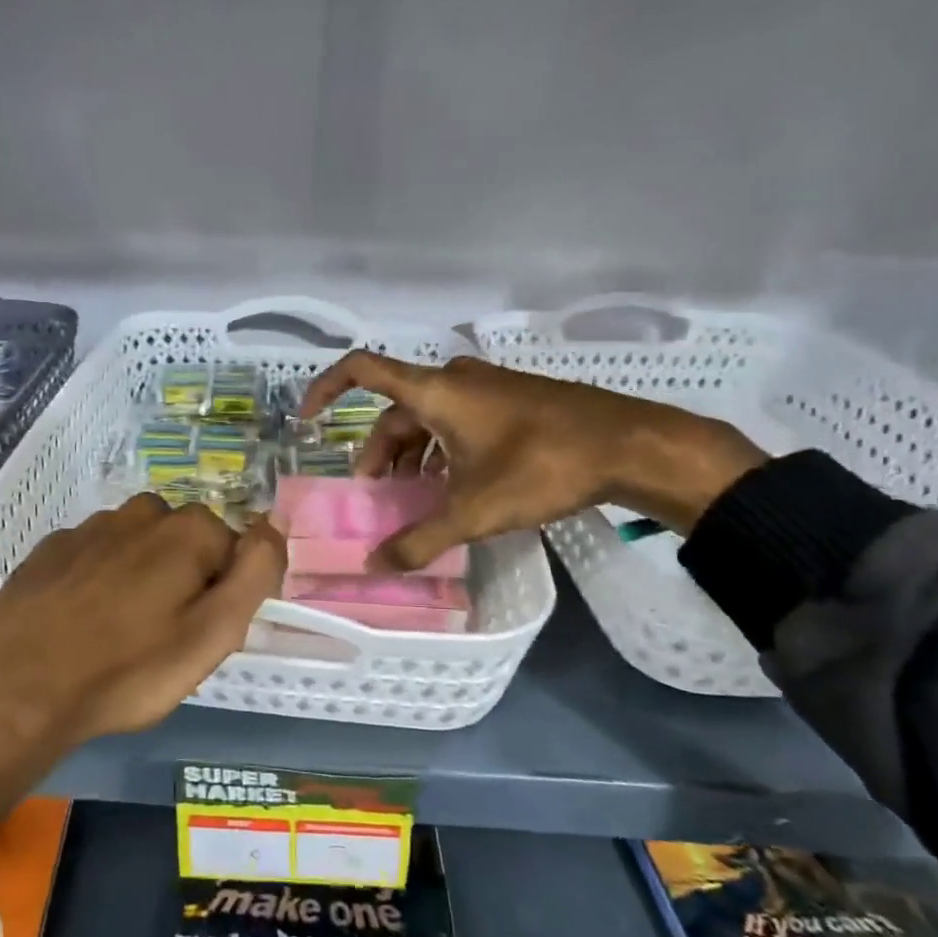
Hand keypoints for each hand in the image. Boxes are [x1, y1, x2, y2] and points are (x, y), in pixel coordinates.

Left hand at [0, 496, 285, 753]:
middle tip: (162, 635)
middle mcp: (141, 514)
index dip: (223, 591)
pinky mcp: (51, 548)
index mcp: (188, 531)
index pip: (232, 549)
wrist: (17, 686)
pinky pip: (93, 555)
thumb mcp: (214, 633)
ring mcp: (90, 527)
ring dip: (139, 574)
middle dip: (183, 577)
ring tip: (119, 629)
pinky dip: (97, 577)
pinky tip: (80, 619)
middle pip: (183, 541)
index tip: (201, 632)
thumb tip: (273, 523)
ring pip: (137, 544)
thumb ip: (255, 573)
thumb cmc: (128, 669)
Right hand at [300, 353, 764, 571]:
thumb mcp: (475, 511)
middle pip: (395, 410)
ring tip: (414, 496)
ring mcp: (485, 386)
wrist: (630, 443)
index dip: (325, 388)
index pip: (361, 370)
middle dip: (379, 452)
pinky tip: (453, 484)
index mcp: (435, 391)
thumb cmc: (543, 466)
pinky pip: (457, 418)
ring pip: (428, 417)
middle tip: (376, 495)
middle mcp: (454, 379)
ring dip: (412, 454)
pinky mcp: (510, 399)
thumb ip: (420, 539)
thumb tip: (375, 566)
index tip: (307, 420)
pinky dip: (441, 448)